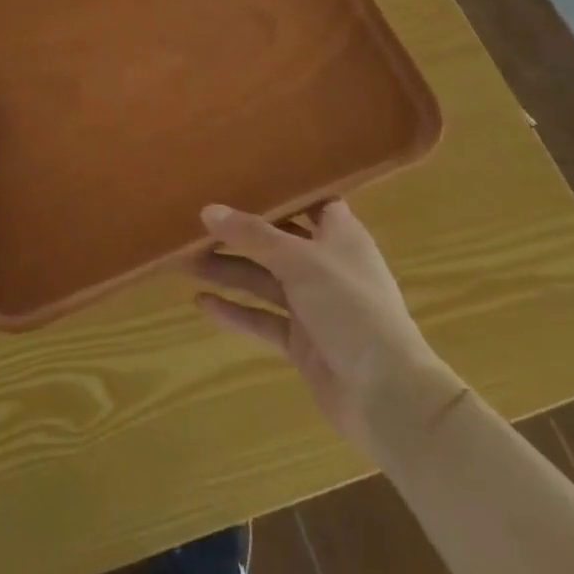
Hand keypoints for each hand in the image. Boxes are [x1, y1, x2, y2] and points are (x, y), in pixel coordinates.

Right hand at [192, 201, 455, 446]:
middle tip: (196, 224)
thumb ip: (253, 235)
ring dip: (229, 272)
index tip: (242, 177)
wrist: (388, 396)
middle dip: (238, 235)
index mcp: (339, 236)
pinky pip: (263, 319)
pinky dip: (236, 312)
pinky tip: (202, 304)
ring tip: (185, 262)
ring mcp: (314, 306)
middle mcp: (326, 265)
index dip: (280, 191)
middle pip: (276, 242)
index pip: (309, 202)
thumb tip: (208, 210)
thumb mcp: (300, 261)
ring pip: (264, 280)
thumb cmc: (352, 308)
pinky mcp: (302, 342)